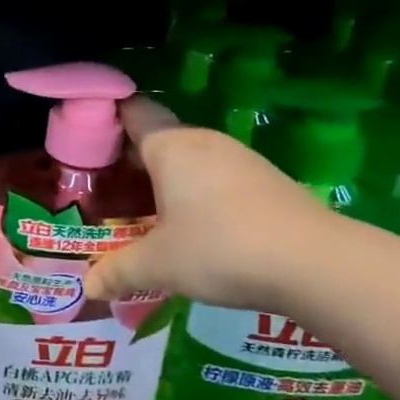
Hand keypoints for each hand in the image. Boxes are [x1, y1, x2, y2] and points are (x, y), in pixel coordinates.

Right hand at [82, 97, 334, 309]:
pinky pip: (215, 176)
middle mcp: (202, 141)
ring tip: (144, 214)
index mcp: (169, 146)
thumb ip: (119, 271)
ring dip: (165, 180)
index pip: (131, 112)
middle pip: (157, 138)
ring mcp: (238, 158)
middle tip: (105, 190)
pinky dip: (196, 193)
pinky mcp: (265, 179)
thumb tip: (89, 287)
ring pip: (188, 159)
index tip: (84, 137)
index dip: (105, 117)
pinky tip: (194, 228)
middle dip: (130, 161)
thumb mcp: (159, 265)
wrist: (315, 262)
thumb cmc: (220, 248)